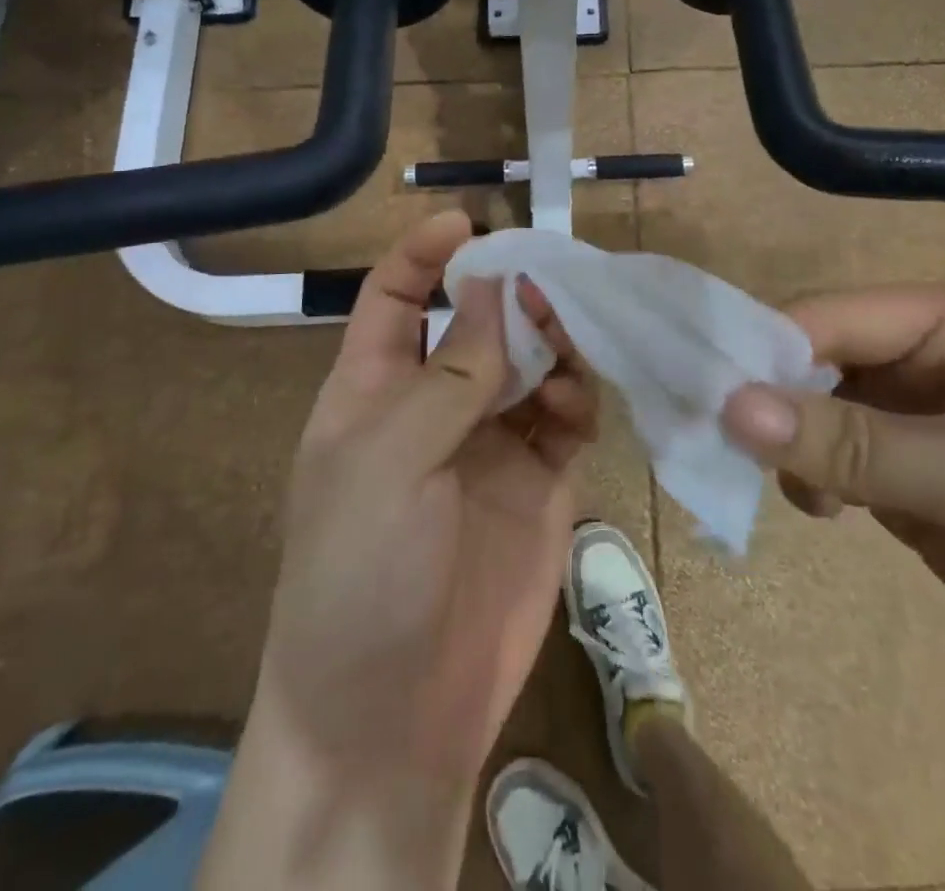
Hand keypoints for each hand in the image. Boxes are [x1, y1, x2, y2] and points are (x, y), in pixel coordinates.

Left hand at [201, 212, 597, 889]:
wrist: (392, 721)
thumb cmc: (361, 575)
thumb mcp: (390, 461)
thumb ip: (452, 372)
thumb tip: (494, 285)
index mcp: (373, 390)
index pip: (396, 298)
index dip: (425, 254)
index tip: (470, 221)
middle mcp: (433, 406)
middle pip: (478, 323)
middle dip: (511, 296)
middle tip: (550, 284)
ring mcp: (489, 444)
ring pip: (531, 363)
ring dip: (553, 341)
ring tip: (572, 341)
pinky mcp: (538, 482)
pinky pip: (566, 416)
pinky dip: (579, 396)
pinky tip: (582, 402)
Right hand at [720, 287, 944, 724]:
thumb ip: (848, 442)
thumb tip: (728, 407)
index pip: (833, 315)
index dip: (769, 347)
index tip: (709, 394)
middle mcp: (928, 356)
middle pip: (818, 357)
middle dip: (774, 399)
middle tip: (726, 445)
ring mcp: (917, 417)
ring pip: (818, 408)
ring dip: (792, 442)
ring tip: (797, 493)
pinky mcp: (910, 473)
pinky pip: (836, 456)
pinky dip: (813, 475)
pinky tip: (821, 511)